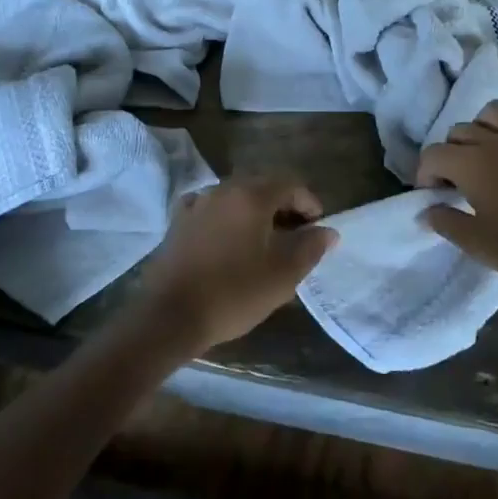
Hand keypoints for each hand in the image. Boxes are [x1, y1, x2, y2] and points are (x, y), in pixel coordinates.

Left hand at [137, 176, 338, 353]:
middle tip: (295, 234)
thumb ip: (310, 248)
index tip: (317, 227)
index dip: (309, 202)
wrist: (169, 315)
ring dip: (254, 211)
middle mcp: (222, 190)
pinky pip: (210, 209)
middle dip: (283, 205)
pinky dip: (226, 218)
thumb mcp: (282, 275)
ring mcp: (196, 204)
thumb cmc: (233, 293)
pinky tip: (228, 239)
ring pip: (235, 196)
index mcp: (251, 196)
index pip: (289, 183)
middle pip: (261, 185)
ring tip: (264, 241)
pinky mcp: (177, 222)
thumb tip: (327, 232)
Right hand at [416, 97, 497, 295]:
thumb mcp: (477, 244)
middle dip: (450, 153)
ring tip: (484, 150)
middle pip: (461, 132)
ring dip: (484, 125)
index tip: (432, 195)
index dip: (425, 173)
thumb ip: (446, 223)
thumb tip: (425, 211)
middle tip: (455, 183)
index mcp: (473, 164)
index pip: (434, 154)